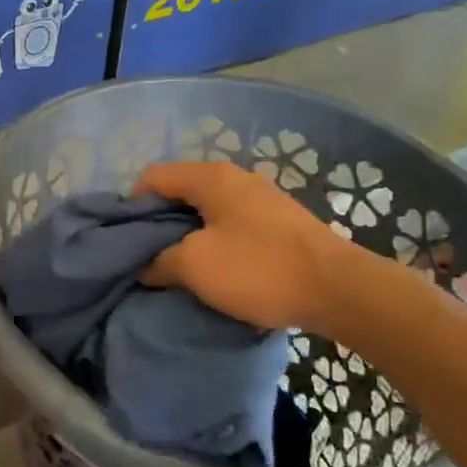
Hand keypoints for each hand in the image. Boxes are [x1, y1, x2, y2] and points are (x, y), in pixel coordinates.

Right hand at [136, 162, 356, 331]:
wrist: (339, 290)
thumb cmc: (259, 269)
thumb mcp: (196, 266)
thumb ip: (159, 261)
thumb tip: (143, 266)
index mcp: (211, 178)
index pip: (153, 177)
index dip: (132, 206)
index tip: (127, 242)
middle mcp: (234, 178)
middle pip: (179, 192)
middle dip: (158, 224)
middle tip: (148, 258)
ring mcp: (260, 198)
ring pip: (205, 210)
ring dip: (187, 236)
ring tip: (179, 268)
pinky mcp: (278, 222)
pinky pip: (230, 224)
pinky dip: (214, 242)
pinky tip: (216, 270)